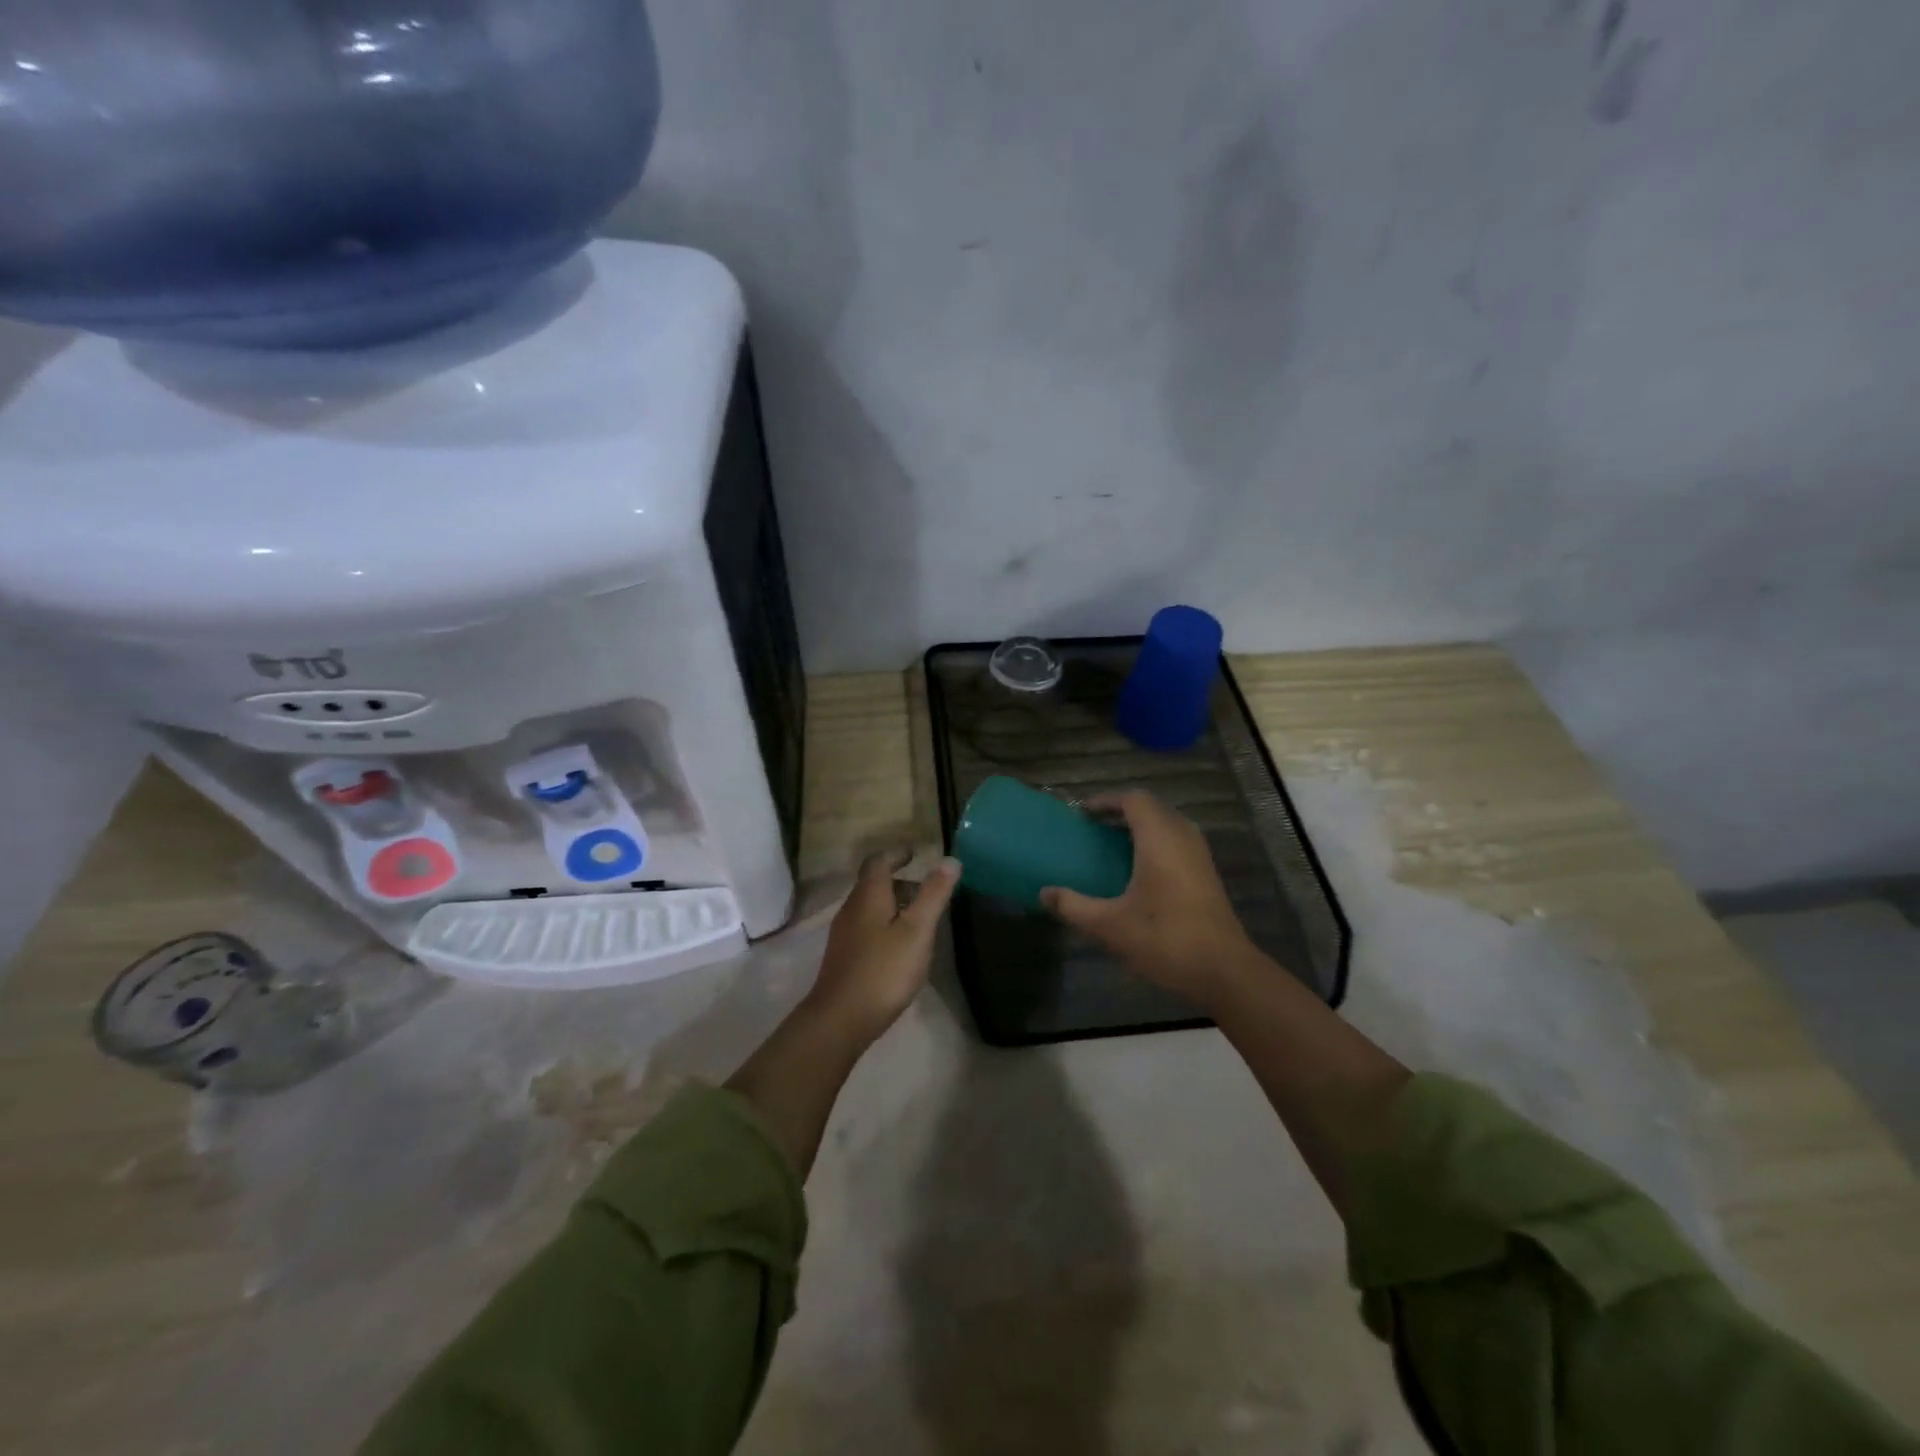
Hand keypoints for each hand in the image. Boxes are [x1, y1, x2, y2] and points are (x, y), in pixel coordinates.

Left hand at [804, 849, 959, 1044]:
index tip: (914, 853)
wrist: (839, 1019)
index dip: (896, 854)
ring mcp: (844, 934)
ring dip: (893, 904)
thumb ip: (933, 894)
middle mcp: (851, 908)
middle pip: (873, 884)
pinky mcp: (844, 957)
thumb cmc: (883, 971)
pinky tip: (901, 947)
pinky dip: (885, 924)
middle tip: (926, 889)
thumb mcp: (917, 931)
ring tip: (919, 918)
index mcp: (868, 896)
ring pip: (870, 907)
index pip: (879, 861)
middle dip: (899, 881)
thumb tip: (950, 860)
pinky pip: (867, 927)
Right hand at [1041, 792, 1256, 1004]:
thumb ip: (1074, 906)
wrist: (1224, 971)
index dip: (1107, 801)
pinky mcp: (1207, 874)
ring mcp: (1199, 855)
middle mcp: (1182, 838)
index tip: (1083, 814)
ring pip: (1167, 824)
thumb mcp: (1110, 926)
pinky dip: (1155, 842)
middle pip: (1152, 808)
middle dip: (1122, 812)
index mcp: (1159, 839)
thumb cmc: (1165, 939)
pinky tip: (1138, 871)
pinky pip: (1177, 841)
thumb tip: (1044, 893)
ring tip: (1113, 845)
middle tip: (1094, 828)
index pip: (1134, 800)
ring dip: (1141, 827)